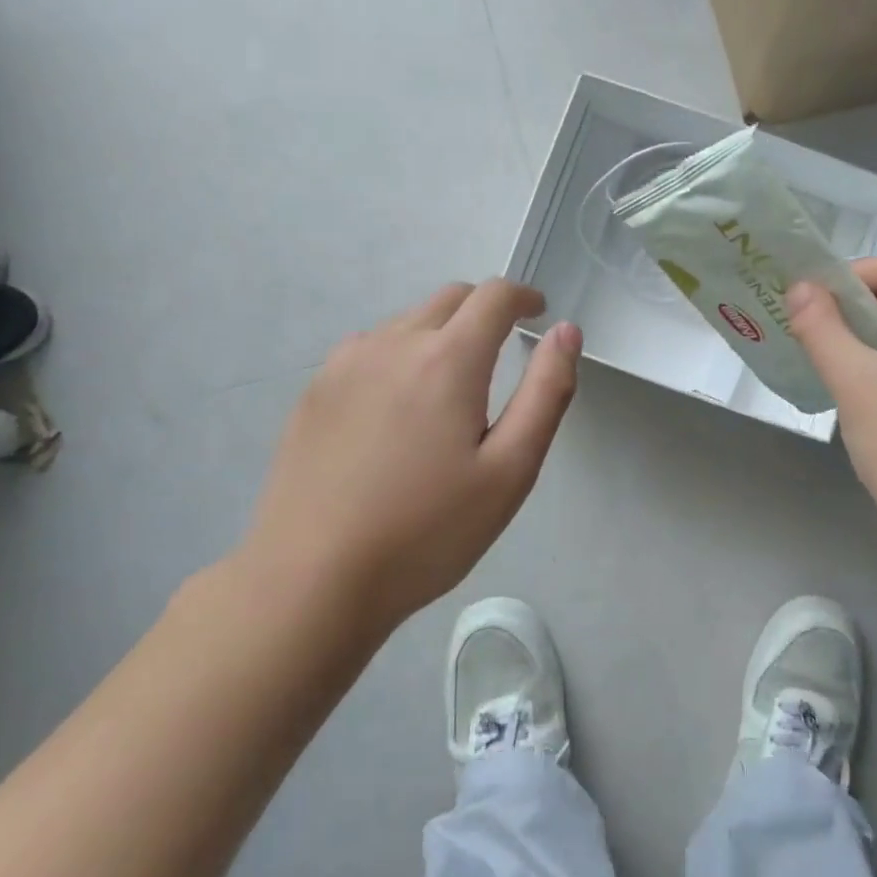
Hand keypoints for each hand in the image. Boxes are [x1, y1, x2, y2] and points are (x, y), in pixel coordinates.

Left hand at [237, 281, 580, 638]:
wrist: (310, 580)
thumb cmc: (426, 531)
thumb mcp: (510, 470)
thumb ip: (546, 392)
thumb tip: (566, 331)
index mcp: (447, 359)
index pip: (494, 296)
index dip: (524, 297)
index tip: (538, 313)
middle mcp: (393, 343)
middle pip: (450, 299)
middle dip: (485, 310)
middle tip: (503, 348)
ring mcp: (345, 364)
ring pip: (408, 322)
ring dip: (441, 332)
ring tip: (451, 385)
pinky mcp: (315, 391)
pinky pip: (370, 348)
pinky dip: (400, 354)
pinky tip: (397, 405)